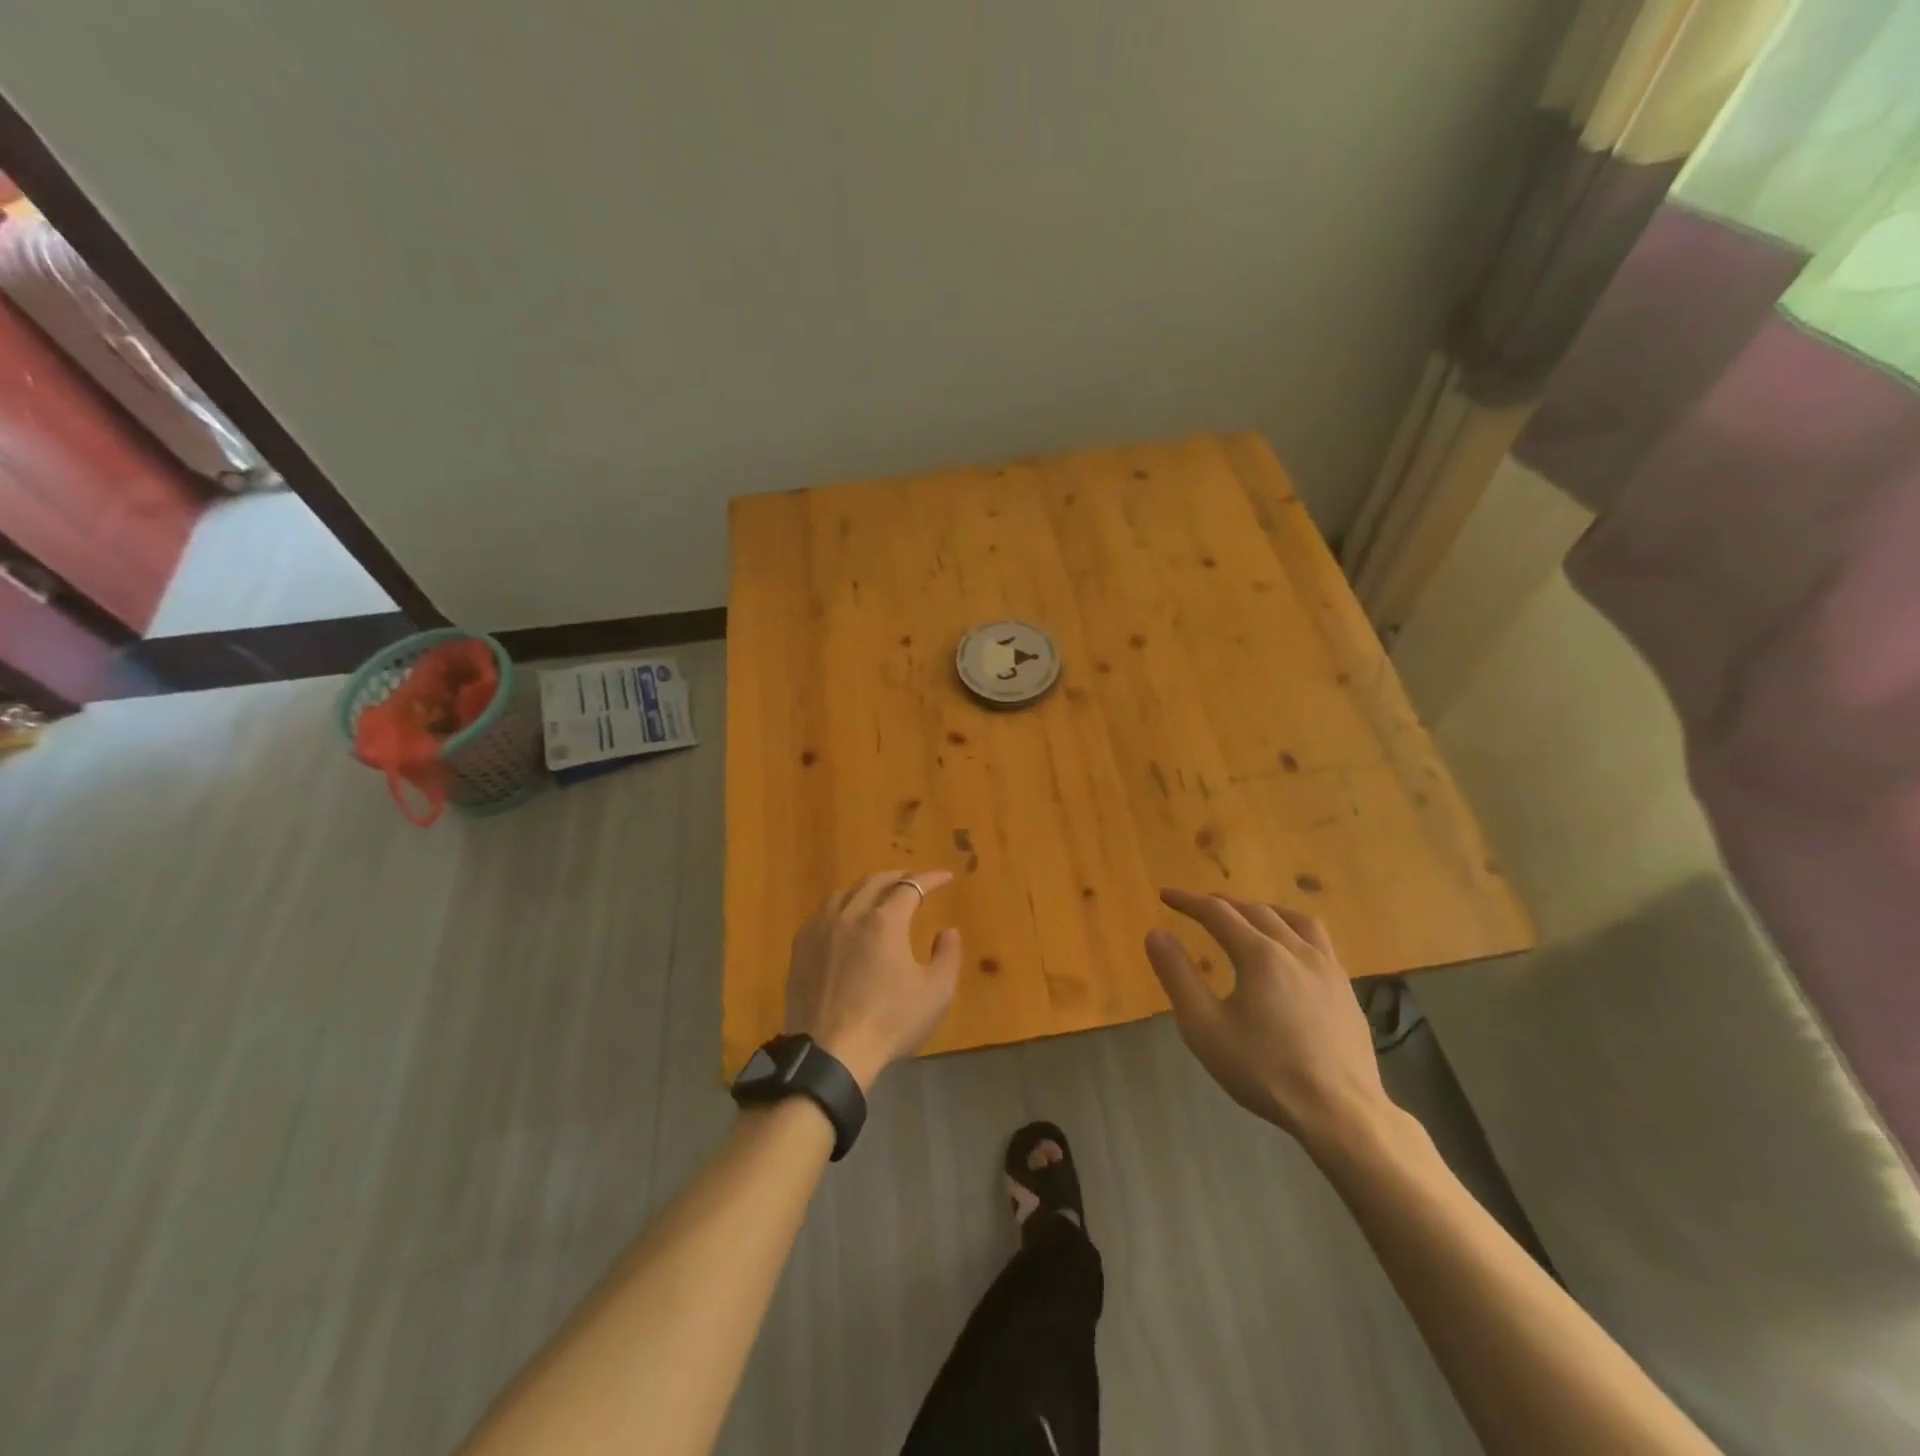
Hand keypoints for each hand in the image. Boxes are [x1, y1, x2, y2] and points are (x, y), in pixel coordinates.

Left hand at [785, 870, 963, 1091]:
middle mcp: (850, 915)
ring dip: (867, 888)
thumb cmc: (890, 1022)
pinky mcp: (800, 949)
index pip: (910, 887)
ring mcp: (820, 929)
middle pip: (875, 882)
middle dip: (898, 877)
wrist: (831, 1054)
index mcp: (884, 921)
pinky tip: (845, 920)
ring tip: (879, 895)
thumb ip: (948, 956)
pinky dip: (842, 907)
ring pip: (845, 893)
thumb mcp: (936, 993)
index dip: (930, 879)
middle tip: (914, 880)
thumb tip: (947, 931)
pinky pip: (823, 914)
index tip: (945, 878)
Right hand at [1145, 889, 1392, 1153]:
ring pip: (1296, 920)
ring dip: (1265, 911)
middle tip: (1200, 906)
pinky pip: (1319, 943)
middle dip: (1223, 904)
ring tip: (1249, 917)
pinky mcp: (1347, 991)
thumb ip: (1178, 976)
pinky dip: (1294, 932)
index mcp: (1260, 955)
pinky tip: (1291, 955)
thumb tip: (1155, 933)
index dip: (1188, 901)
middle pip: (1256, 911)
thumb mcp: (1204, 1027)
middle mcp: (1296, 950)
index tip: (1166, 895)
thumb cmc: (1265, 1070)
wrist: (1341, 1113)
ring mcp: (1328, 969)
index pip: (1217, 912)